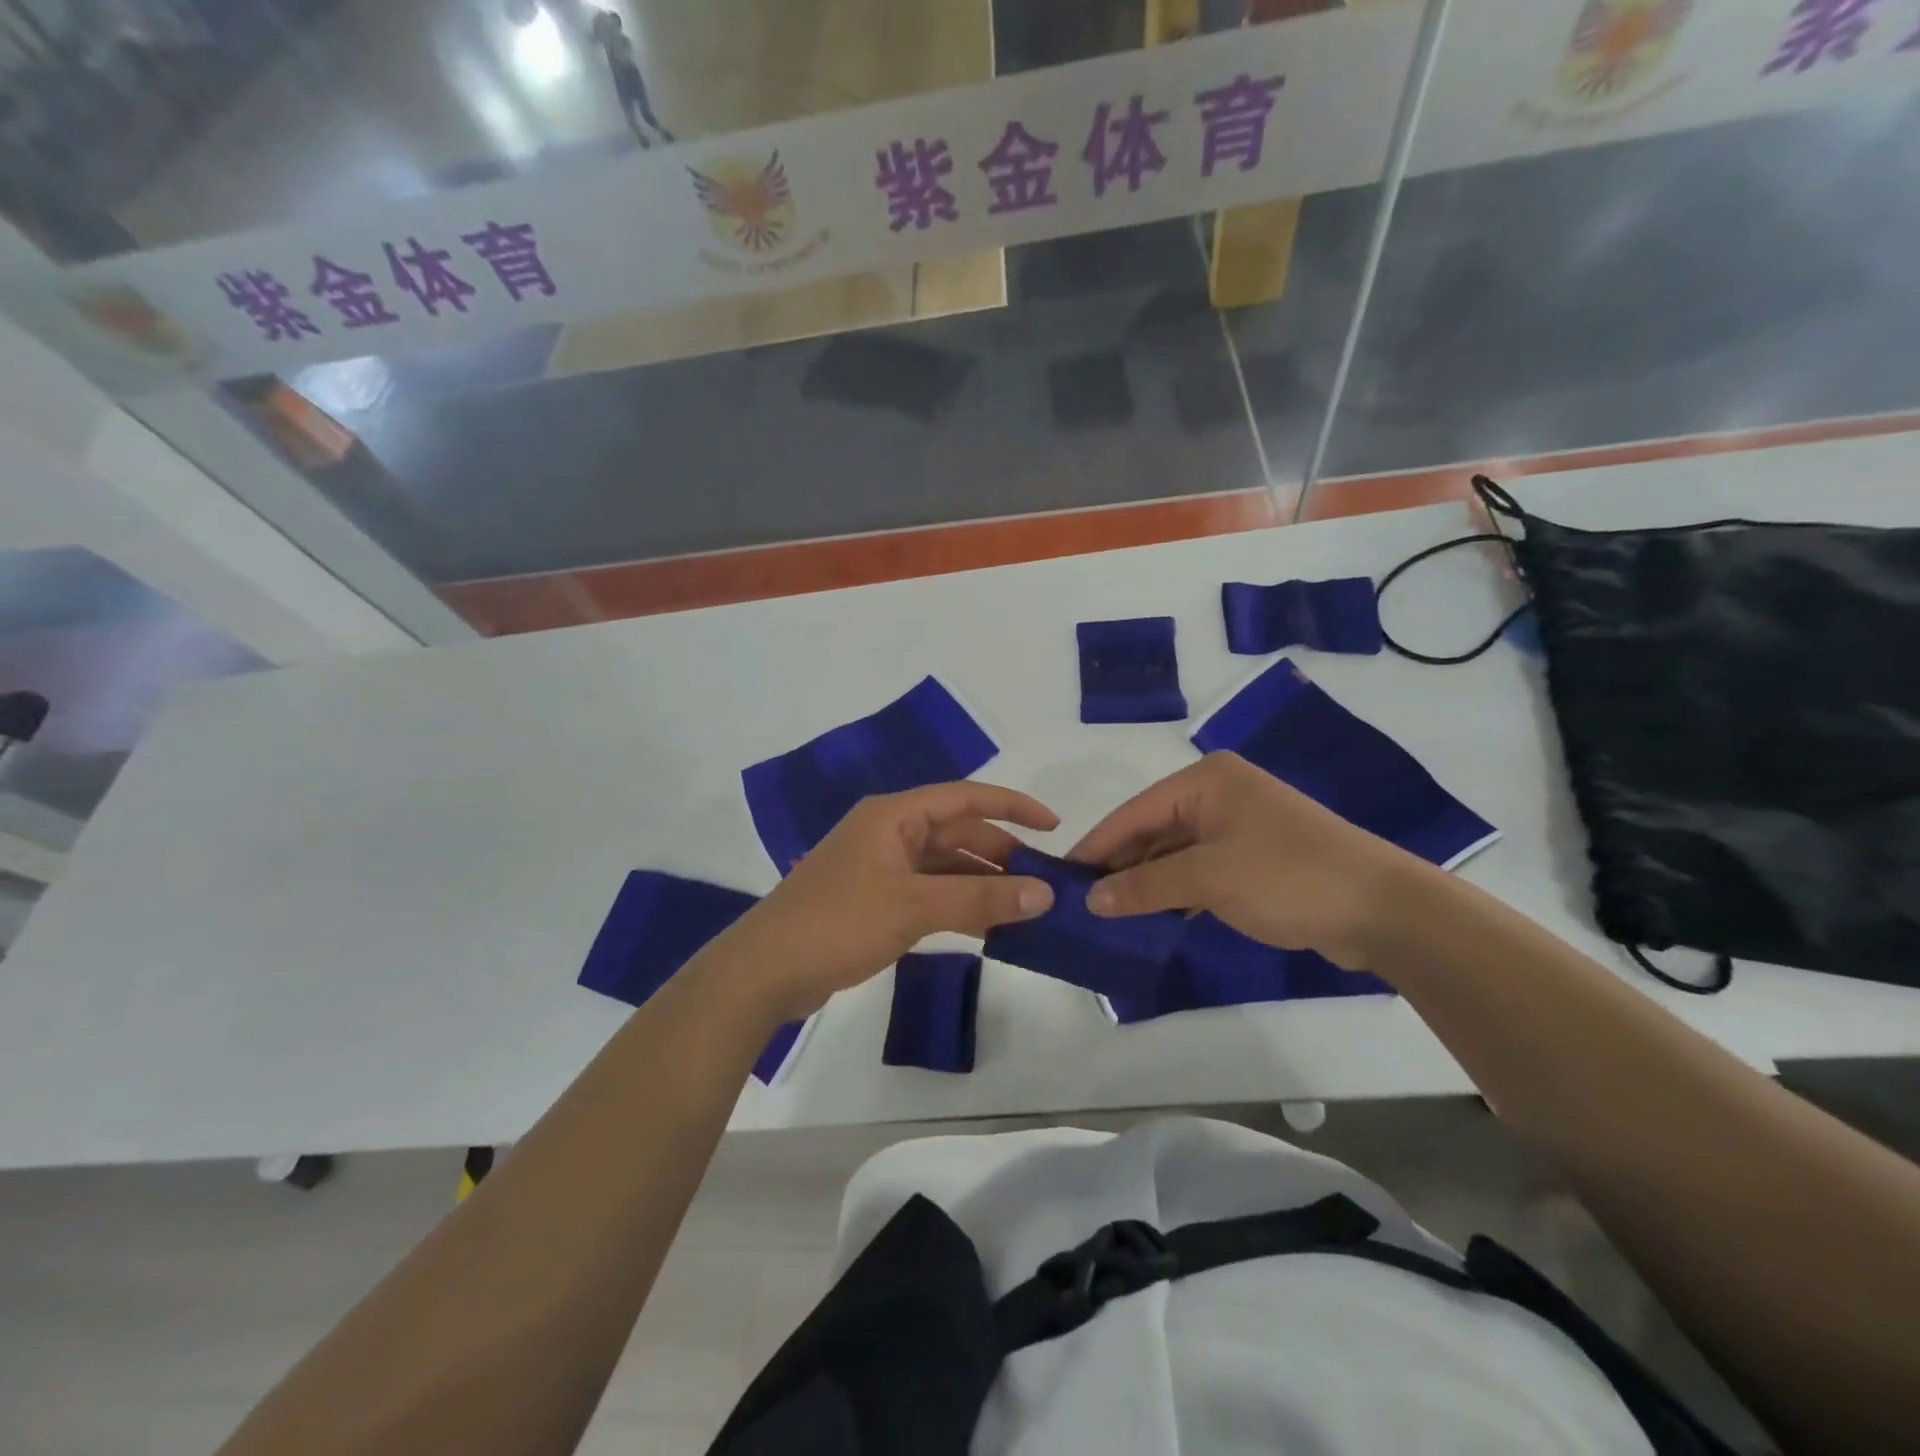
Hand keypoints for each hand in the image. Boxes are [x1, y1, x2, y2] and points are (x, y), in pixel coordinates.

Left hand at [714, 782, 1057, 1020]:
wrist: (764, 971)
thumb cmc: (838, 922)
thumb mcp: (914, 906)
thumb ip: (980, 897)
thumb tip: (1045, 894)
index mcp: (894, 815)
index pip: (965, 798)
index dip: (1012, 806)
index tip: (1054, 826)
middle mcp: (889, 832)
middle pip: (957, 833)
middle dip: (1001, 853)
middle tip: (1044, 883)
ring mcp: (880, 868)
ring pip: (945, 866)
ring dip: (982, 882)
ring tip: (1025, 907)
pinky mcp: (874, 900)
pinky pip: (929, 892)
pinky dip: (958, 904)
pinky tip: (987, 926)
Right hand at [1069, 752, 1434, 970]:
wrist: (1383, 910)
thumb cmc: (1288, 877)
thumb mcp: (1208, 879)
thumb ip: (1145, 886)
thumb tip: (1091, 900)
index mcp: (1205, 781)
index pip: (1133, 812)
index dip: (1096, 847)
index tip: (1060, 877)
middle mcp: (1218, 794)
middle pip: (1151, 830)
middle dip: (1119, 866)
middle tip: (1080, 903)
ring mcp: (1237, 826)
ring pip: (1173, 853)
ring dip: (1145, 882)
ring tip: (1107, 915)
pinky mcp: (1253, 858)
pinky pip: (1197, 870)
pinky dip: (1174, 892)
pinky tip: (1151, 916)